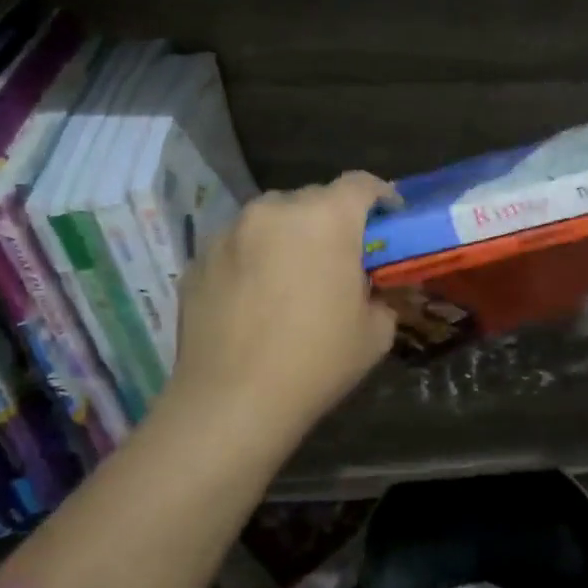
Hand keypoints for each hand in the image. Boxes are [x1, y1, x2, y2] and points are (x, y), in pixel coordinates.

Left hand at [159, 171, 398, 446]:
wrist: (231, 403)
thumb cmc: (316, 362)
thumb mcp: (375, 332)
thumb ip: (380, 294)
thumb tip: (368, 288)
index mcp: (327, 219)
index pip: (361, 184)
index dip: (381, 197)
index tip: (389, 218)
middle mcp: (275, 211)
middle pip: (313, 199)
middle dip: (332, 221)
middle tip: (339, 257)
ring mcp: (230, 232)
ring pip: (271, 219)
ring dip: (288, 236)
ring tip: (290, 276)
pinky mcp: (198, 258)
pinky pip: (237, 245)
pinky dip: (252, 259)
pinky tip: (253, 299)